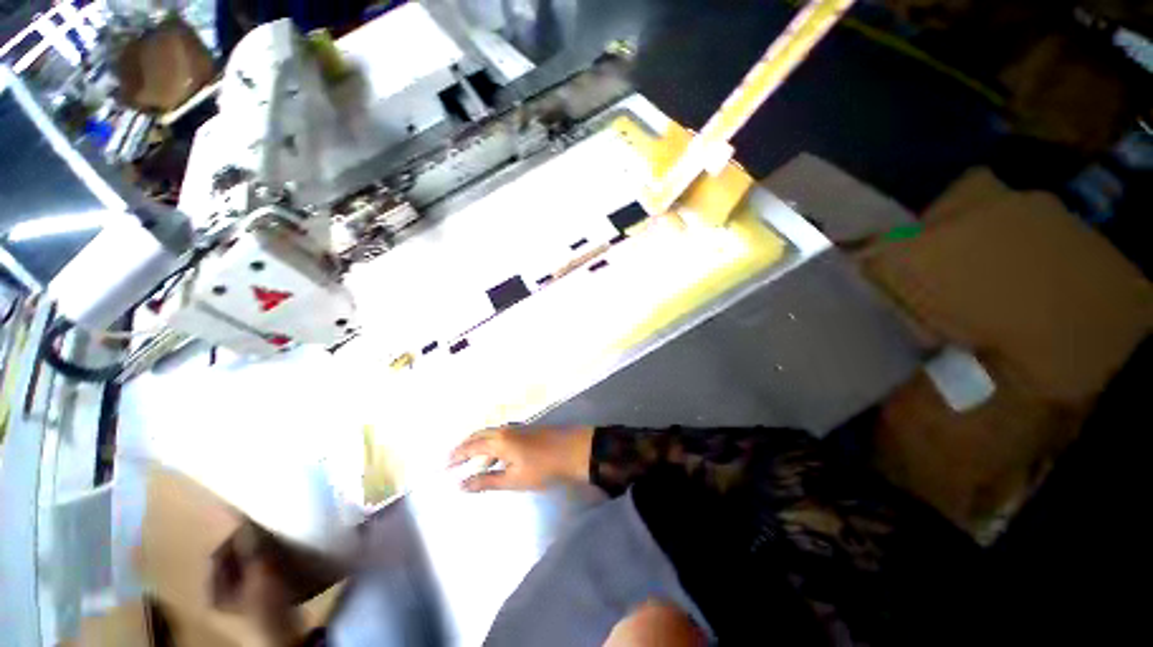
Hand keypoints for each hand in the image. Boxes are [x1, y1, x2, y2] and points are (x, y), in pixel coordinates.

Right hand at [448, 426, 594, 492]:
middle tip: (452, 460)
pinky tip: (496, 459)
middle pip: (479, 436)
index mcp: (499, 440)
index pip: (471, 447)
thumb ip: (487, 481)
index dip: (456, 456)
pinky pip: (502, 436)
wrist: (574, 450)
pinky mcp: (527, 431)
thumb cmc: (543, 467)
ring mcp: (517, 428)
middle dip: (464, 447)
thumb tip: (460, 486)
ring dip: (478, 446)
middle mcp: (505, 430)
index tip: (443, 467)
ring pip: (491, 435)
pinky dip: (492, 446)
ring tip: (471, 462)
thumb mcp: (513, 479)